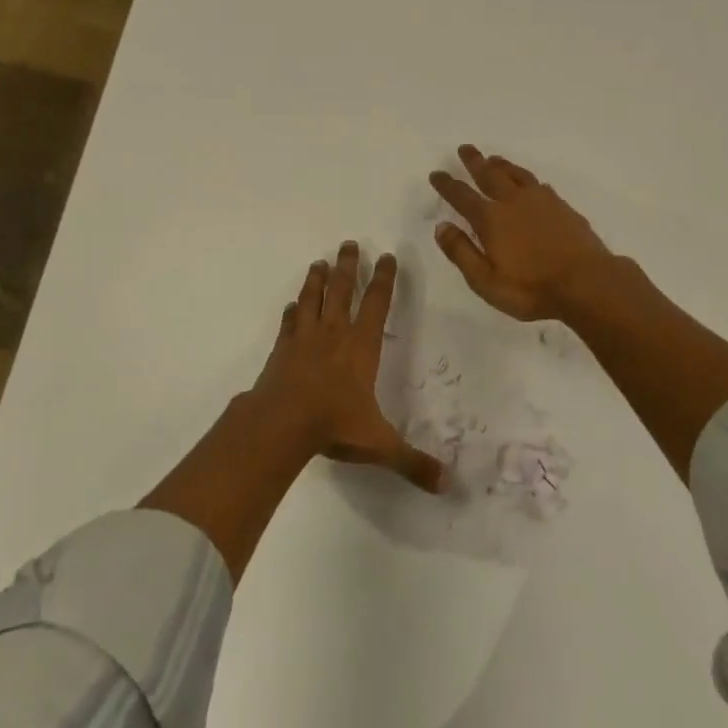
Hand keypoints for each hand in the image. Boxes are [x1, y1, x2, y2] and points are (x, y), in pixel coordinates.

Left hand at [245, 242, 447, 493]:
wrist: (281, 423)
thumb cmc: (334, 425)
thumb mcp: (379, 445)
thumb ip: (412, 462)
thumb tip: (447, 484)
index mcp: (361, 347)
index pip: (377, 304)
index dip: (383, 279)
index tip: (387, 256)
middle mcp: (334, 334)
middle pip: (342, 291)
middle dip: (348, 266)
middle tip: (349, 243)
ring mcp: (305, 339)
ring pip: (313, 299)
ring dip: (317, 279)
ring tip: (320, 262)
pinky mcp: (282, 350)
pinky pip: (289, 323)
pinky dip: (292, 312)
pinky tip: (291, 305)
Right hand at [429, 145, 614, 321]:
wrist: (587, 283)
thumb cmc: (531, 289)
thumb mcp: (486, 281)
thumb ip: (461, 252)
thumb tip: (442, 226)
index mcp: (491, 219)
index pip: (462, 196)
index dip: (447, 184)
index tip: (436, 174)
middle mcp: (514, 202)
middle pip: (490, 175)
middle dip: (475, 162)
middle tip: (465, 148)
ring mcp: (542, 202)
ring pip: (516, 175)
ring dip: (502, 165)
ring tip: (493, 158)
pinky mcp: (563, 208)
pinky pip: (539, 185)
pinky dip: (528, 179)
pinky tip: (531, 183)